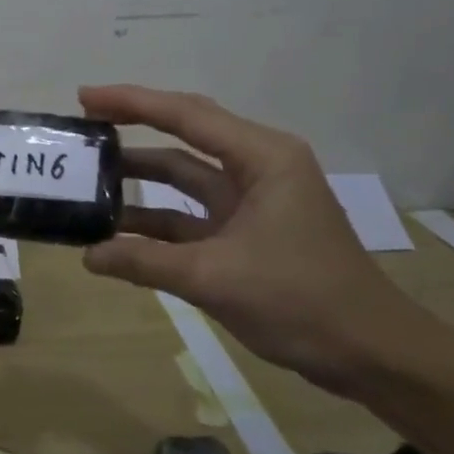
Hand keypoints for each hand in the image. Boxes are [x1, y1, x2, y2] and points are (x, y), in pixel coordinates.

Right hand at [79, 84, 412, 394]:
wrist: (371, 354)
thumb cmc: (301, 299)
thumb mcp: (215, 278)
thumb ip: (145, 262)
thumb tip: (88, 255)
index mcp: (262, 157)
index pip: (186, 115)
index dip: (131, 102)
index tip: (84, 98)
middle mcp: (257, 167)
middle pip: (184, 135)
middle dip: (133, 128)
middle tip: (82, 127)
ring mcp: (252, 201)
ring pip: (185, 176)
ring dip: (141, 178)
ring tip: (88, 176)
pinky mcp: (246, 233)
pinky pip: (190, 214)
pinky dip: (156, 220)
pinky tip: (116, 230)